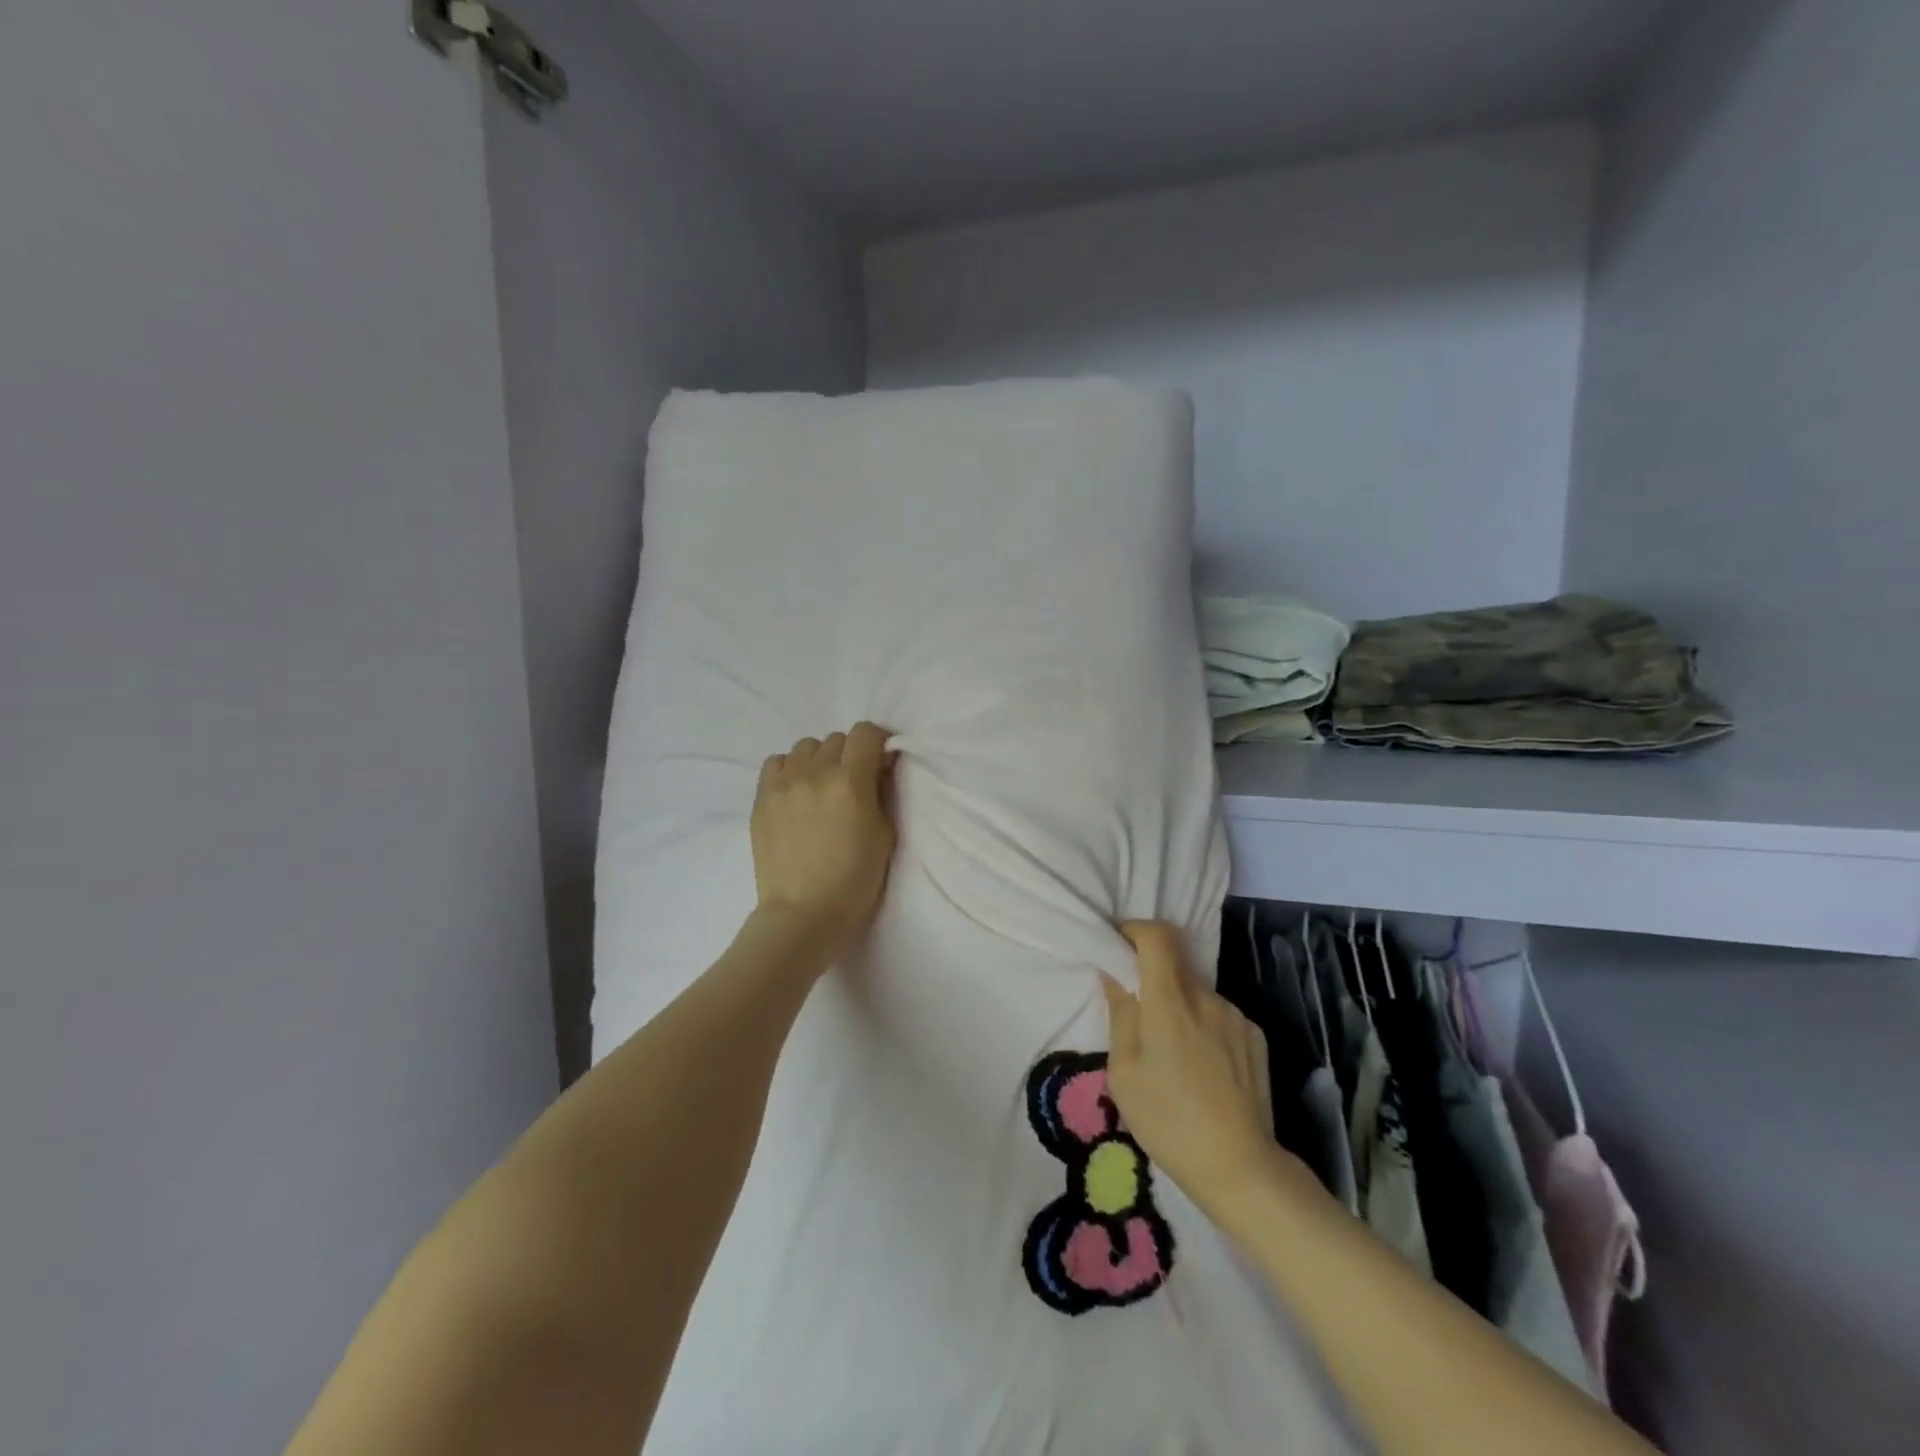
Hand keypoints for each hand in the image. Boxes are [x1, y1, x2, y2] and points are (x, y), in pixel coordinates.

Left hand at [751, 724, 897, 954]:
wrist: (803, 913)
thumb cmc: (855, 880)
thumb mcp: (885, 834)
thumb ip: (883, 791)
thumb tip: (879, 764)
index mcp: (850, 781)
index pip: (866, 733)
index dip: (877, 743)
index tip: (879, 763)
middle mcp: (815, 772)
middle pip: (837, 739)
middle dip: (850, 755)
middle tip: (852, 783)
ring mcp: (783, 783)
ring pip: (806, 747)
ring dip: (819, 760)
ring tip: (821, 787)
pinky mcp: (761, 798)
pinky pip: (777, 762)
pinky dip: (790, 769)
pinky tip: (796, 791)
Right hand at [1101, 922, 1277, 1210]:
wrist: (1241, 1167)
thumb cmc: (1168, 1121)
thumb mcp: (1124, 1073)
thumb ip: (1121, 1015)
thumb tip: (1114, 975)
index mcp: (1169, 1002)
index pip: (1157, 936)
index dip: (1135, 929)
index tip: (1120, 944)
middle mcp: (1206, 998)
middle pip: (1175, 965)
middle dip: (1153, 978)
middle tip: (1140, 1016)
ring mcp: (1235, 1016)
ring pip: (1197, 994)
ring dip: (1180, 1007)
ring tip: (1174, 1055)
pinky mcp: (1255, 1037)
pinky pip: (1220, 1016)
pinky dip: (1204, 1027)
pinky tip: (1203, 1068)